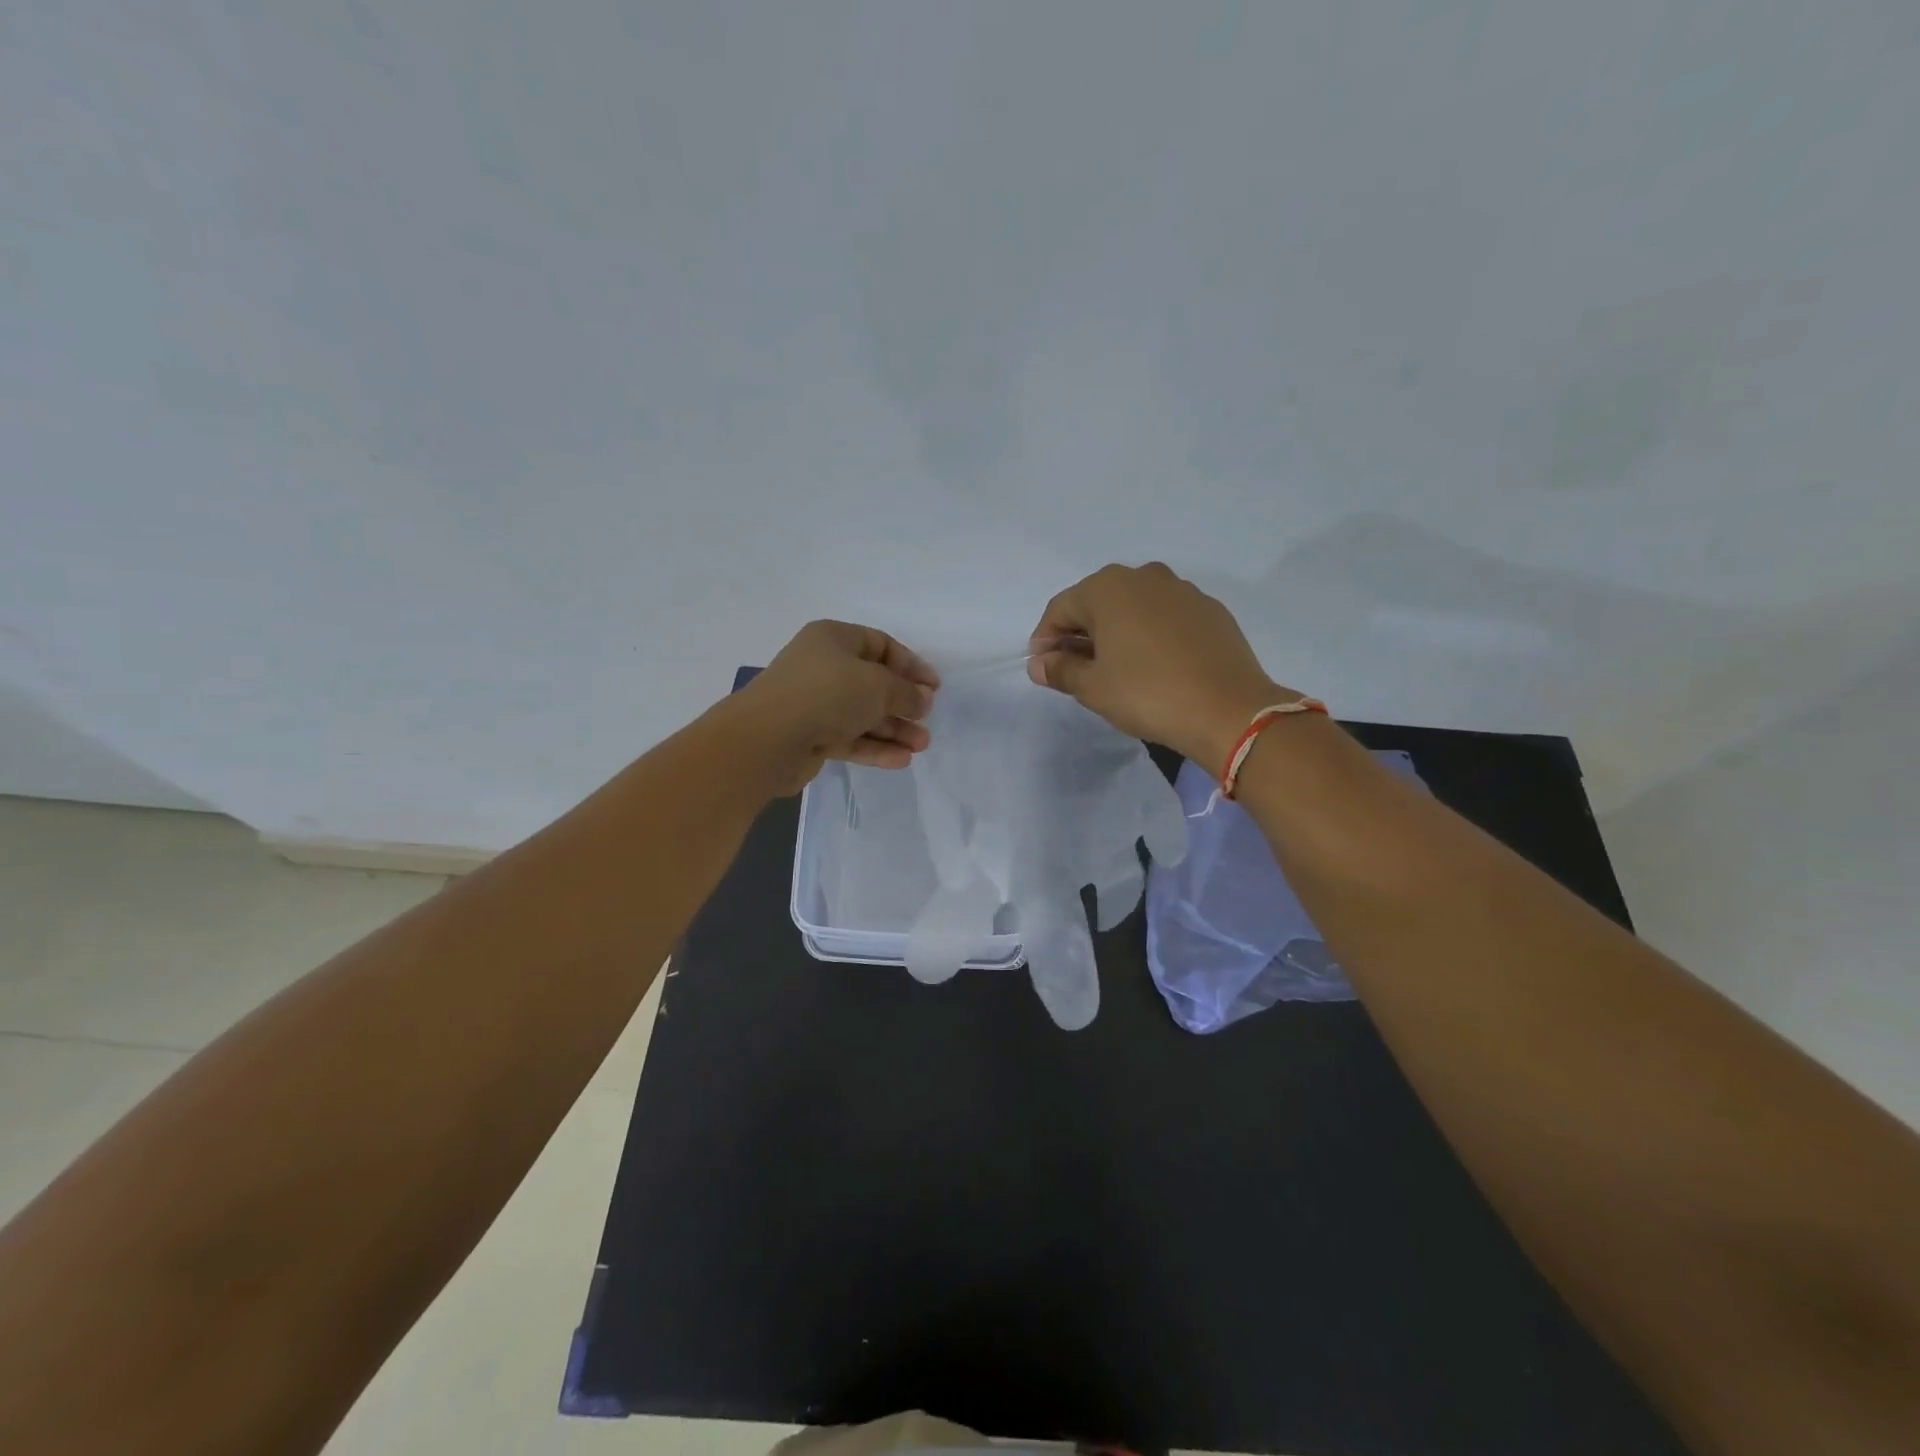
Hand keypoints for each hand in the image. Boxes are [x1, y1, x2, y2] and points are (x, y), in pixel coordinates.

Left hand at [737, 620, 939, 794]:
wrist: (768, 739)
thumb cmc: (828, 694)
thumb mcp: (878, 685)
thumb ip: (906, 692)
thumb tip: (923, 700)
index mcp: (834, 639)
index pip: (881, 645)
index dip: (910, 665)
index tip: (934, 687)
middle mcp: (823, 667)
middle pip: (873, 682)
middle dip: (903, 702)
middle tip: (927, 719)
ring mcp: (815, 703)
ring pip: (863, 714)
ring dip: (893, 729)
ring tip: (922, 745)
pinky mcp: (811, 736)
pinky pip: (850, 738)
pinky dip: (874, 747)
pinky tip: (901, 760)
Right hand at [1027, 562, 1294, 769]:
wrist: (1228, 710)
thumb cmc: (1148, 694)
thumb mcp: (1093, 688)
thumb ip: (1060, 670)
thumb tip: (1039, 663)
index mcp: (1108, 588)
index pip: (1061, 608)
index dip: (1045, 639)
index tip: (1043, 667)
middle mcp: (1144, 576)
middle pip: (1097, 602)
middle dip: (1081, 632)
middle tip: (1075, 668)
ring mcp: (1182, 590)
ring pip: (1134, 606)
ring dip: (1117, 631)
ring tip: (1115, 667)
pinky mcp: (1210, 610)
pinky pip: (1165, 616)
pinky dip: (1150, 634)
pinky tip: (1154, 664)